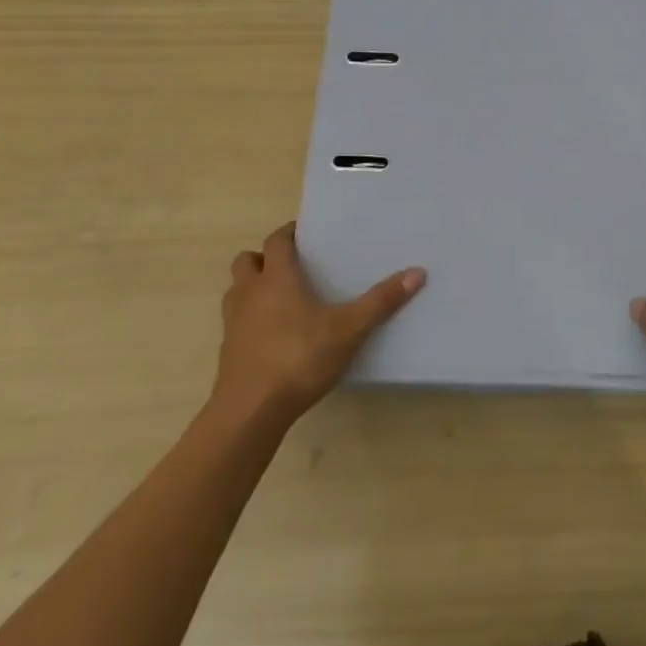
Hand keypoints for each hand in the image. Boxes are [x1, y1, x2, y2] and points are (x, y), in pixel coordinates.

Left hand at [210, 222, 425, 427]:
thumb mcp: (349, 330)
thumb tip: (417, 272)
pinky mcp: (228, 351)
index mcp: (277, 278)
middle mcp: (250, 292)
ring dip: (253, 287)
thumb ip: (381, 301)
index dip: (288, 233)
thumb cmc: (299, 358)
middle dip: (265, 258)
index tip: (306, 235)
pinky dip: (250, 319)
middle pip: (247, 260)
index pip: (276, 240)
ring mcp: (233, 322)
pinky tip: (274, 336)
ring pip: (237, 289)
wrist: (250, 412)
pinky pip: (236, 321)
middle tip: (292, 266)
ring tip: (281, 298)